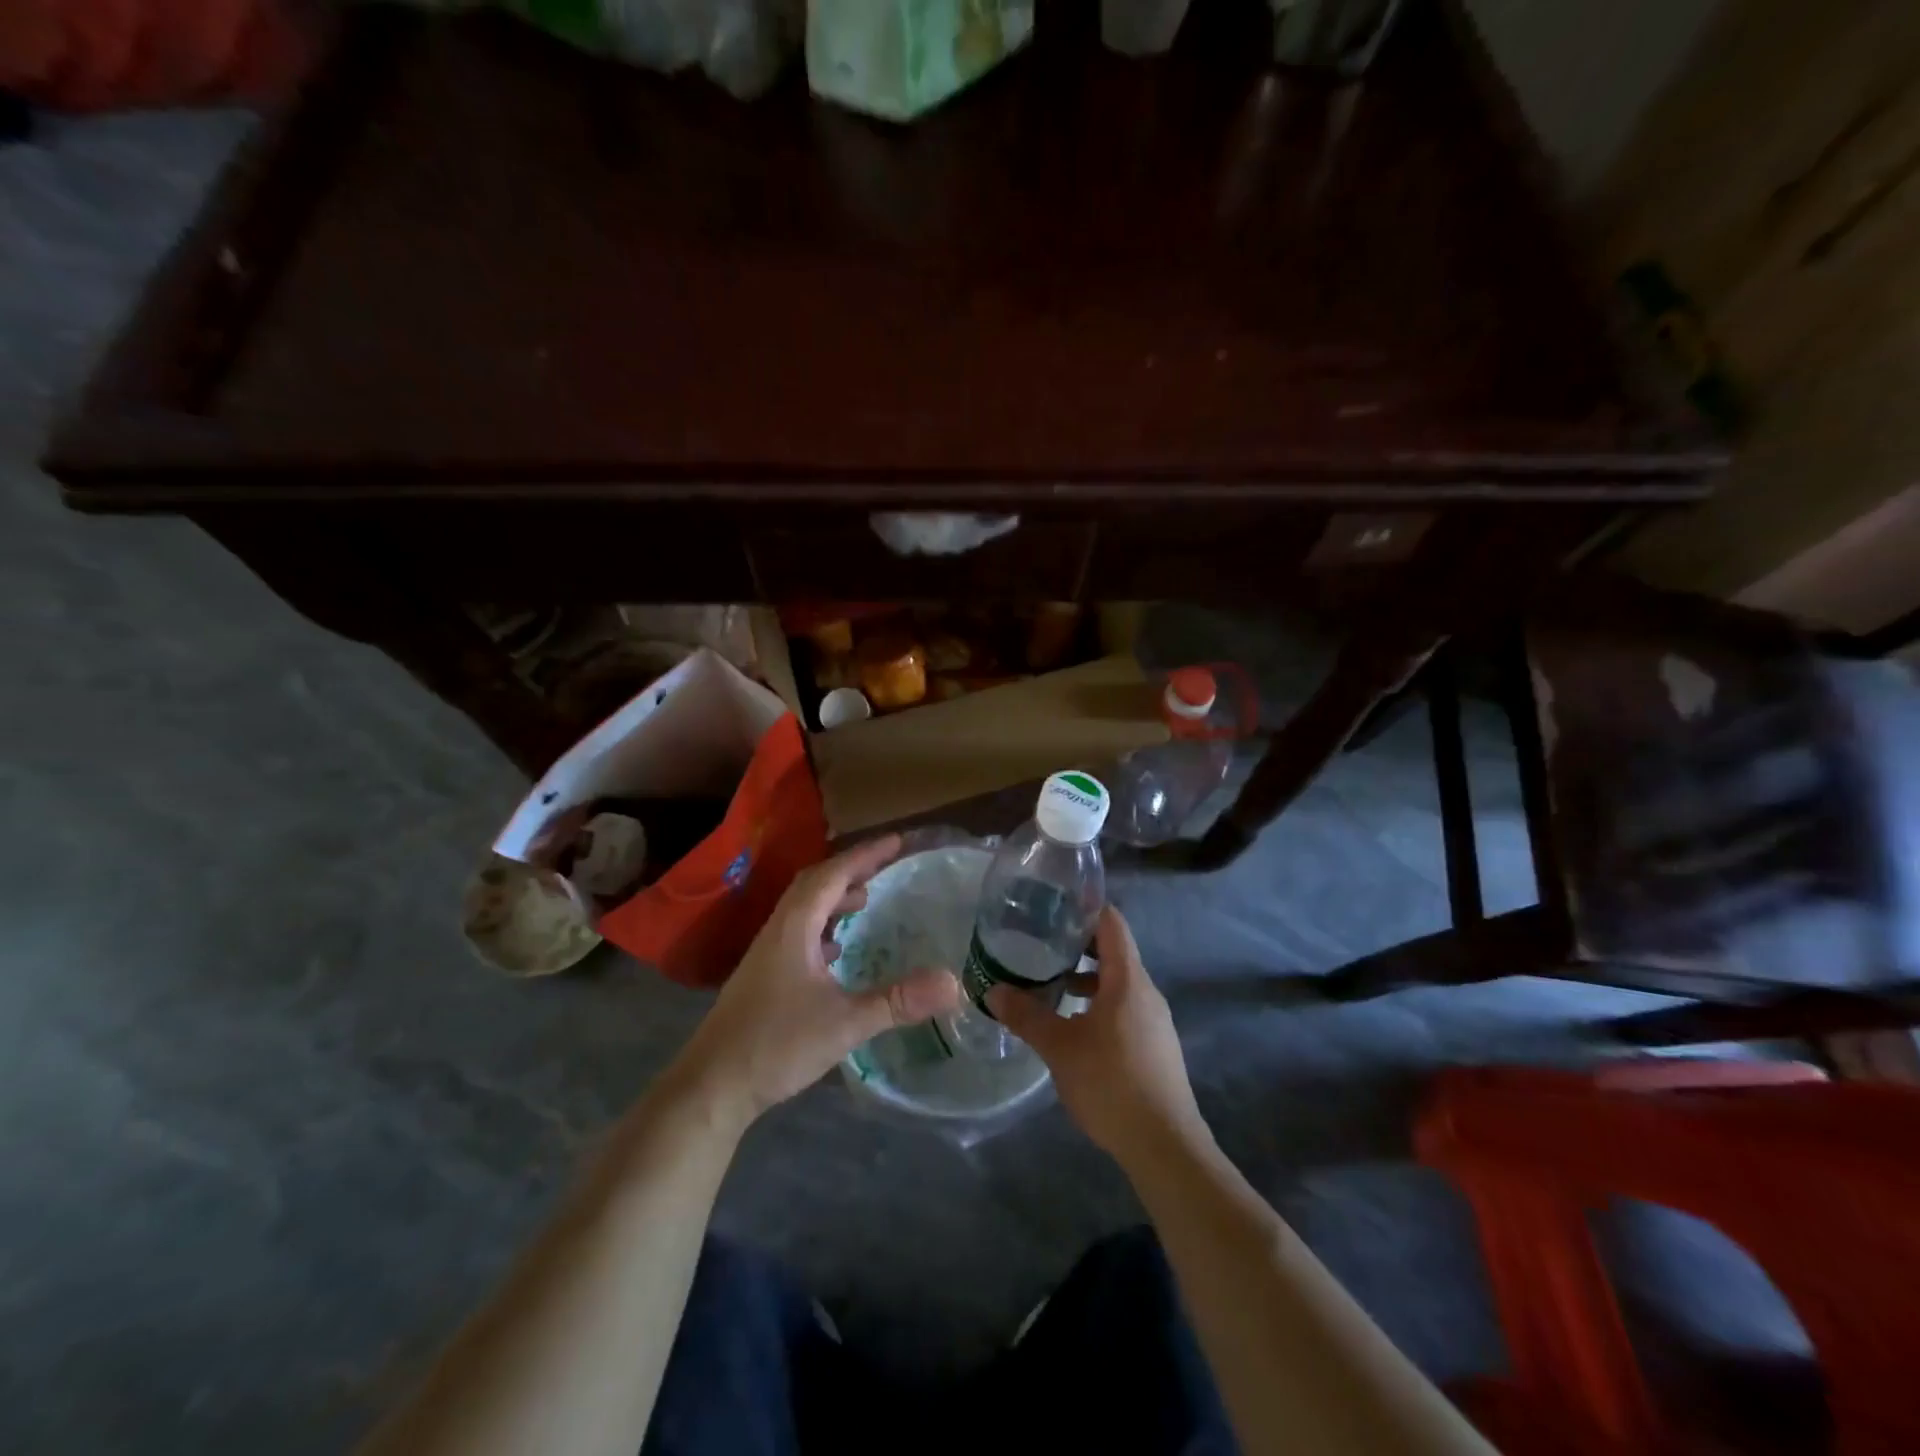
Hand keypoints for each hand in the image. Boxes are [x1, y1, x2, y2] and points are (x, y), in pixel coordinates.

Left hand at [669, 835, 959, 1129]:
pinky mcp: (764, 976)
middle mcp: (778, 931)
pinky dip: (823, 927)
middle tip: (886, 866)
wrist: (711, 1086)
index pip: (832, 875)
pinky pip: (799, 933)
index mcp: (794, 927)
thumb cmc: (775, 1044)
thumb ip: (897, 1001)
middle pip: (815, 884)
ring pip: (804, 909)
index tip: (897, 841)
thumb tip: (953, 983)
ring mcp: (767, 954)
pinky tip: (837, 951)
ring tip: (866, 901)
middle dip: (851, 870)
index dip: (865, 855)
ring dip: (835, 898)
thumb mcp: (845, 1023)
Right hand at [987, 906, 1207, 1166]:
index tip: (1054, 905)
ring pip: (1118, 983)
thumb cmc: (1111, 1084)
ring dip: (1086, 979)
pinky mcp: (1155, 1046)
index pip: (1112, 924)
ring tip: (1050, 985)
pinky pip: (1124, 1008)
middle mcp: (1146, 992)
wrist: (1165, 1146)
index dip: (1086, 909)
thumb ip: (1026, 1016)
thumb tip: (993, 990)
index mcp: (1128, 980)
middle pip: (1115, 952)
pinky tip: (1073, 1026)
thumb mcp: (1060, 1048)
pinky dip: (1098, 1003)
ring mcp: (1155, 1021)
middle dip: (1078, 946)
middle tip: (1041, 944)